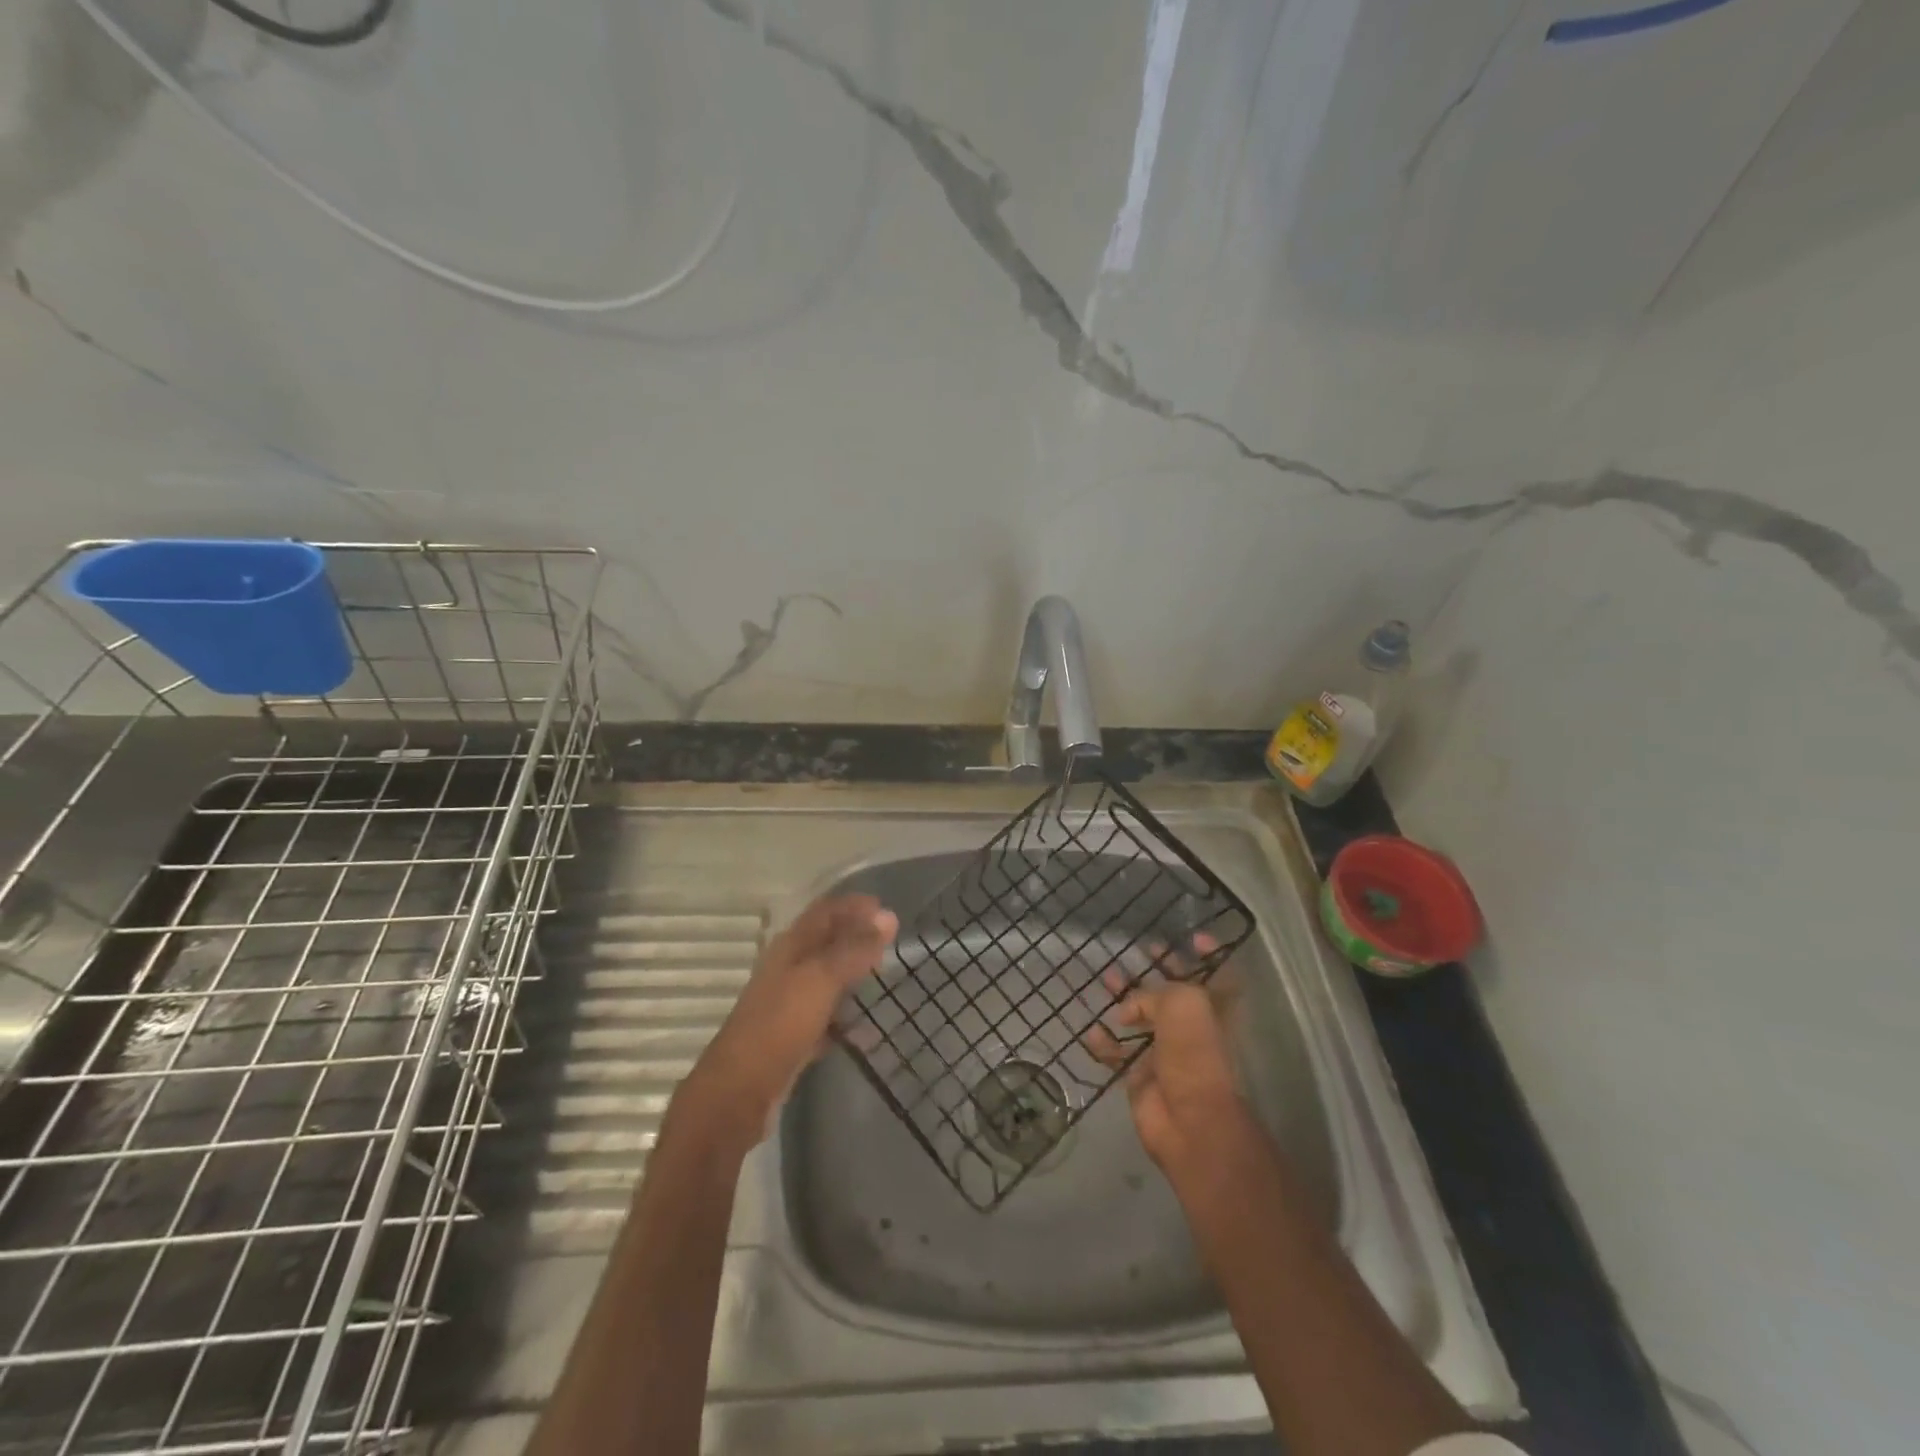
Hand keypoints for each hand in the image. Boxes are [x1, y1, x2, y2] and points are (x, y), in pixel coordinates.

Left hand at [685, 894, 897, 1146]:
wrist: (737, 1095)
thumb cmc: (779, 1026)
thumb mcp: (820, 981)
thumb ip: (854, 949)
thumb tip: (888, 916)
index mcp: (789, 948)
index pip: (824, 912)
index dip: (852, 905)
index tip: (886, 907)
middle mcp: (786, 971)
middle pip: (824, 944)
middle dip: (855, 937)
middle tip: (890, 940)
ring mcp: (786, 1006)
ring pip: (825, 981)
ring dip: (851, 976)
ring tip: (882, 978)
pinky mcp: (790, 1040)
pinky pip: (824, 1020)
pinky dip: (844, 1020)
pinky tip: (866, 1032)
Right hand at [1085, 942, 1258, 1184]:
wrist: (1189, 1121)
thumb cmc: (1195, 1053)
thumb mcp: (1182, 1003)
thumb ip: (1154, 993)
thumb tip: (1128, 1010)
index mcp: (1212, 1010)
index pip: (1217, 975)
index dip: (1208, 956)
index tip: (1190, 937)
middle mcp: (1191, 1028)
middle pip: (1172, 993)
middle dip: (1156, 972)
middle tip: (1138, 952)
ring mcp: (1165, 1053)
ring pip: (1142, 1019)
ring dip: (1124, 999)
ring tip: (1105, 980)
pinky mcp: (1141, 1076)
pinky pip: (1118, 1053)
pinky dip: (1104, 1043)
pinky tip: (1093, 1032)